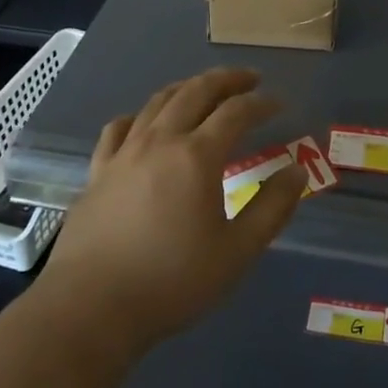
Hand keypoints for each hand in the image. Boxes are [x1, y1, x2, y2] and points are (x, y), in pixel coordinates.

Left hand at [41, 67, 303, 358]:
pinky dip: (139, 115)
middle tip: (249, 78)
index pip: (236, 112)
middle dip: (226, 80)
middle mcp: (160, 142)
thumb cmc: (172, 282)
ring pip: (157, 102)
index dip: (261, 103)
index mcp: (197, 156)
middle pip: (195, 92)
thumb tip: (297, 171)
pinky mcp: (97, 172)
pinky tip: (144, 123)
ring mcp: (123, 154)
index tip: (279, 104)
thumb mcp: (237, 252)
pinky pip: (118, 128)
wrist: (90, 309)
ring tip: (204, 90)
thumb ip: (272, 208)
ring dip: (187, 88)